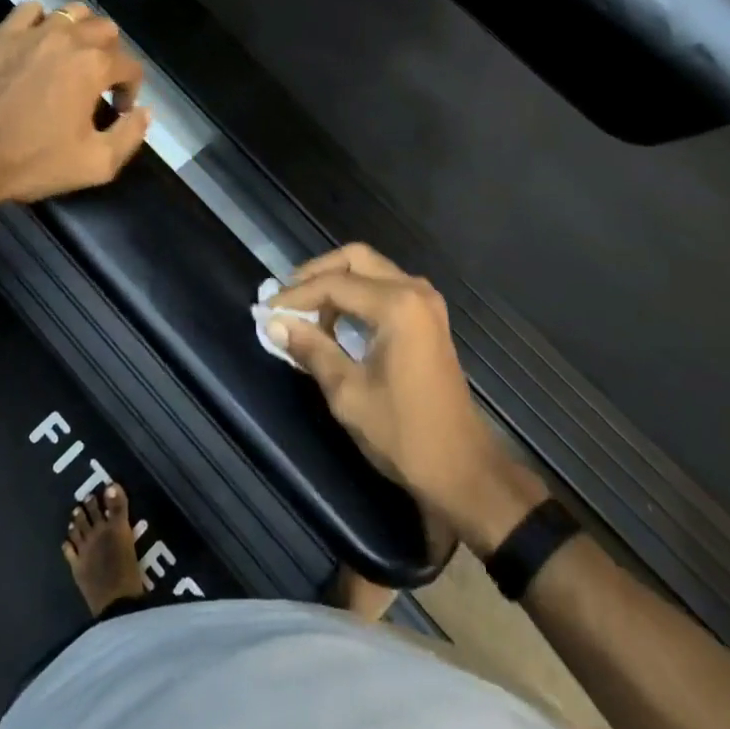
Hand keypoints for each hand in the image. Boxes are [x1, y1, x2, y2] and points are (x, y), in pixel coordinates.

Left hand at [0, 1, 152, 210]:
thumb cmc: (33, 162)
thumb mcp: (96, 164)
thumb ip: (130, 135)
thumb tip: (145, 112)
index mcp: (94, 66)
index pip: (131, 66)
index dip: (131, 90)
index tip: (119, 112)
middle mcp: (69, 39)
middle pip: (106, 30)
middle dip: (111, 55)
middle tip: (100, 83)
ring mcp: (32, 33)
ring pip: (72, 12)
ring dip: (82, 31)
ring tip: (75, 57)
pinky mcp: (1, 36)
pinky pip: (30, 10)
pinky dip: (42, 20)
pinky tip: (39, 43)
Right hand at [267, 245, 545, 555]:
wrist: (462, 469)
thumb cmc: (404, 433)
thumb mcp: (348, 393)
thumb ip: (312, 349)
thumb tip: (275, 323)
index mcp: (397, 305)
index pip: (335, 284)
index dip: (296, 295)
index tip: (266, 310)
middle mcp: (414, 290)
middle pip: (356, 259)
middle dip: (318, 274)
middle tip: (287, 299)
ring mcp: (425, 301)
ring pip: (372, 270)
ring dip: (338, 283)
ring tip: (306, 313)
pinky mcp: (428, 317)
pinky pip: (386, 287)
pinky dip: (357, 295)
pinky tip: (335, 322)